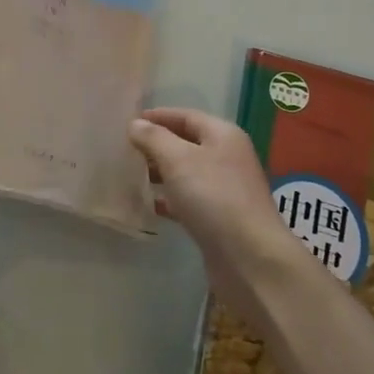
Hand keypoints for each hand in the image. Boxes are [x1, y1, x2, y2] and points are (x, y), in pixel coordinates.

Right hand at [129, 109, 302, 298]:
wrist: (250, 257)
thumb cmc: (213, 197)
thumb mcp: (178, 159)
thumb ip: (154, 138)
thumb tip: (135, 124)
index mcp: (223, 135)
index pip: (186, 116)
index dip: (157, 116)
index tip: (127, 122)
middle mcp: (227, 157)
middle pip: (187, 143)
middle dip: (156, 144)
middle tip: (124, 149)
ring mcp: (225, 189)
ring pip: (187, 172)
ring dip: (161, 172)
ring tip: (130, 174)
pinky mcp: (220, 218)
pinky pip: (189, 199)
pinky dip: (169, 199)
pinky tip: (149, 205)